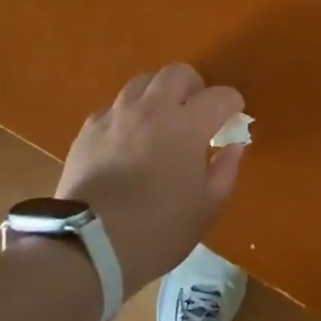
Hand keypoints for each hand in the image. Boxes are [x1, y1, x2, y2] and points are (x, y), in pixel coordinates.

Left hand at [54, 64, 246, 296]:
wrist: (88, 247)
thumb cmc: (157, 230)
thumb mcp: (206, 208)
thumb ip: (225, 170)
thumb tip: (232, 146)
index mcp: (187, 126)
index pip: (220, 96)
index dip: (232, 104)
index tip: (232, 119)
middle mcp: (152, 109)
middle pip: (178, 73)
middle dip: (194, 86)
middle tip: (196, 111)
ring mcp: (117, 115)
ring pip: (143, 82)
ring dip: (159, 94)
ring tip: (160, 120)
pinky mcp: (89, 129)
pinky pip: (115, 106)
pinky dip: (129, 114)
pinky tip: (128, 138)